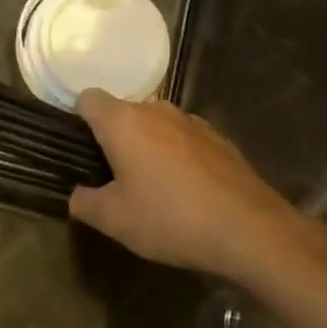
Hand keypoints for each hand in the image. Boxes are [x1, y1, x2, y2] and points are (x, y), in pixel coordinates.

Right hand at [68, 92, 306, 281]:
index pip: (88, 99)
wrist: (248, 228)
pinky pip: (183, 138)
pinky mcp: (218, 137)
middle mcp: (156, 110)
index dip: (79, 121)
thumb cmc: (170, 218)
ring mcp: (192, 121)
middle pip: (123, 113)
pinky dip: (176, 155)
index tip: (82, 152)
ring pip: (155, 125)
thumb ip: (85, 203)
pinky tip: (186, 190)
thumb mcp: (115, 221)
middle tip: (112, 179)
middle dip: (113, 139)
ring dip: (146, 147)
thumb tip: (77, 195)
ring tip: (151, 188)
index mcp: (124, 122)